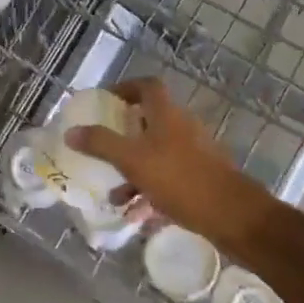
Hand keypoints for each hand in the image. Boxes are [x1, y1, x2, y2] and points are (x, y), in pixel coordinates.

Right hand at [66, 79, 270, 247]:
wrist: (232, 215)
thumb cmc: (180, 179)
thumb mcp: (132, 160)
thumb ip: (100, 144)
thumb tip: (71, 131)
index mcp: (167, 115)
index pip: (147, 86)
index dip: (126, 88)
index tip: (106, 102)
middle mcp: (182, 128)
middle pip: (150, 122)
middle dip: (124, 137)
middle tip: (103, 149)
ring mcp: (195, 153)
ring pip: (157, 154)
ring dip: (134, 171)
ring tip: (116, 196)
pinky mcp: (202, 178)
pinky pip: (169, 178)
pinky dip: (151, 192)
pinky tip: (139, 216)